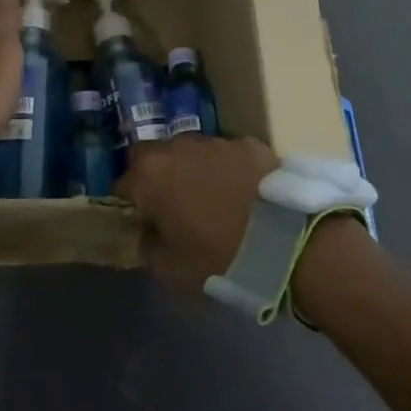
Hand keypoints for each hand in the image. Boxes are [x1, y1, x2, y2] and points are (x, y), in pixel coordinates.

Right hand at [115, 134, 278, 287]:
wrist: (289, 240)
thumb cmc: (220, 257)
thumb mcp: (171, 270)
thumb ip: (148, 248)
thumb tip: (146, 234)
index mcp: (149, 175)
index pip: (121, 186)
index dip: (129, 208)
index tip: (143, 227)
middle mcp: (176, 147)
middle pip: (153, 159)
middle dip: (157, 179)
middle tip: (174, 209)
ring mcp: (215, 140)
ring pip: (191, 152)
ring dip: (192, 171)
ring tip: (212, 201)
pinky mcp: (249, 142)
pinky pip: (226, 155)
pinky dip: (228, 170)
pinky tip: (244, 195)